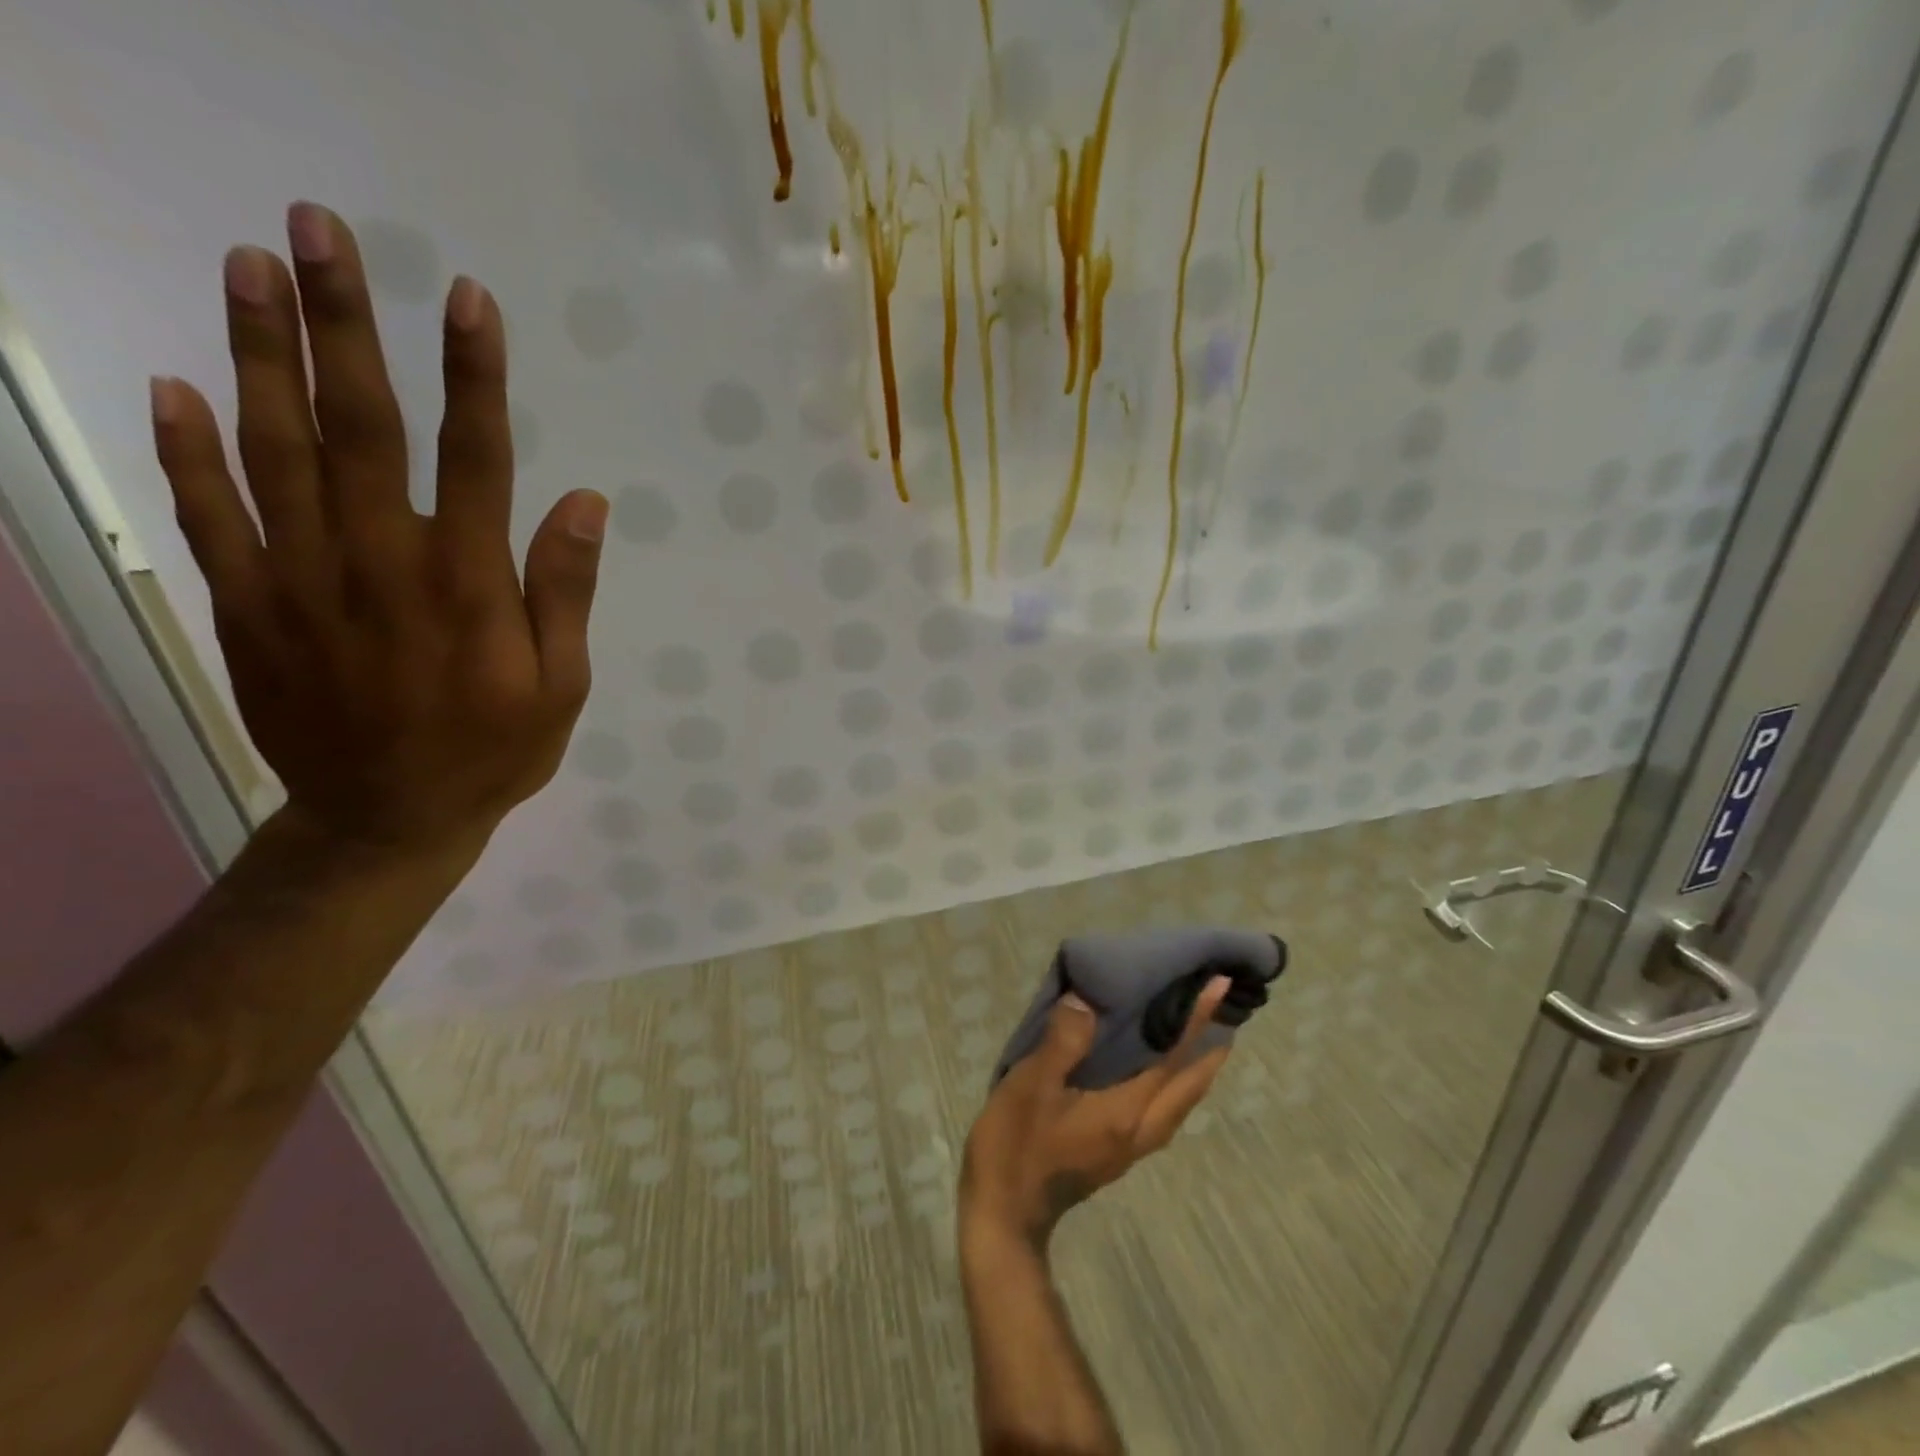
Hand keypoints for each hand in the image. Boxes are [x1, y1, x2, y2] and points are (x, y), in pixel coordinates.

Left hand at [150, 202, 606, 861]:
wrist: (391, 819)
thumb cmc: (495, 750)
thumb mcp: (562, 685)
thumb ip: (565, 591)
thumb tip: (582, 502)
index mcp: (469, 585)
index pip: (475, 459)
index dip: (473, 377)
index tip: (467, 299)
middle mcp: (383, 563)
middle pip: (360, 427)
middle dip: (344, 325)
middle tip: (320, 230)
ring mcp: (302, 580)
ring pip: (275, 450)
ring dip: (260, 354)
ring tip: (248, 266)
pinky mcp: (249, 606)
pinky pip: (211, 516)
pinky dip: (188, 450)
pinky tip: (176, 387)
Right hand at [960, 978, 1232, 1251]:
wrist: (1004, 1217)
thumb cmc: (1016, 1146)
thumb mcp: (1031, 1087)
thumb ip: (1062, 1042)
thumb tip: (1085, 1001)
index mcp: (1126, 1111)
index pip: (1172, 1058)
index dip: (1197, 1020)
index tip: (1221, 986)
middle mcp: (1139, 1131)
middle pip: (1189, 1088)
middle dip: (1211, 1051)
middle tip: (1225, 1012)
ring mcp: (1128, 1147)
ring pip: (1179, 1104)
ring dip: (1196, 1072)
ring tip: (1200, 1040)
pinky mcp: (1113, 1153)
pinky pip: (1161, 1111)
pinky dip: (1173, 1086)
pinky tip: (1153, 1074)